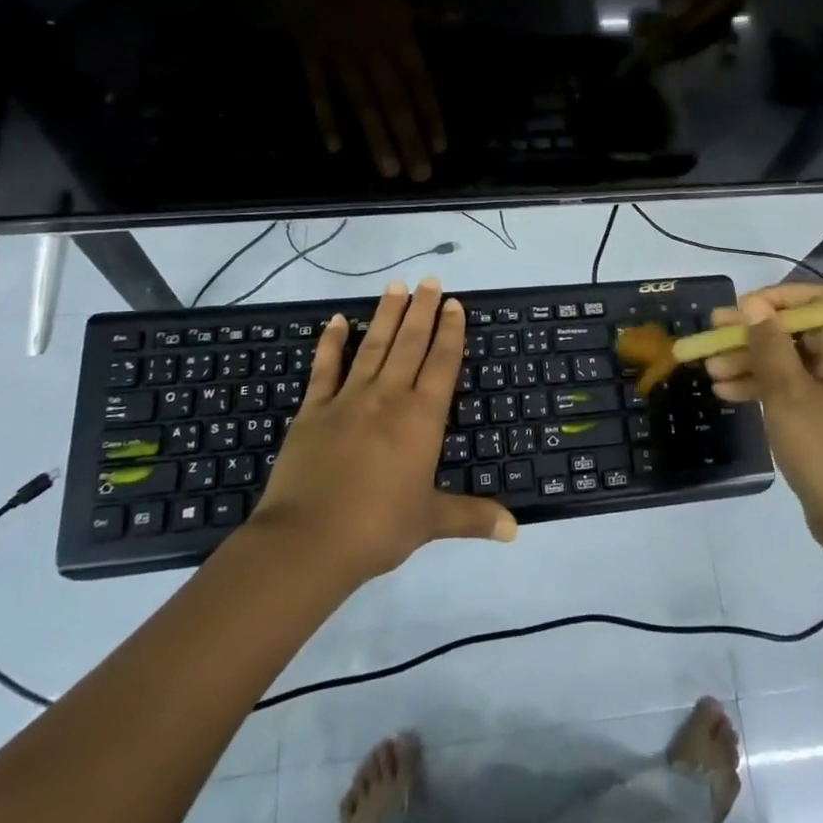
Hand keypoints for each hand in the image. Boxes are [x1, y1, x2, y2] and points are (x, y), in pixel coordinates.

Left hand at [249, 278, 515, 586]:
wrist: (307, 542)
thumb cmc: (377, 529)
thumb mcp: (430, 522)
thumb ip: (473, 517)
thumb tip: (515, 529)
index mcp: (421, 418)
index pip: (442, 363)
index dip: (450, 331)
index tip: (455, 303)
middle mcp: (388, 398)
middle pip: (410, 343)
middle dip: (423, 310)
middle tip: (431, 280)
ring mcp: (348, 400)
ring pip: (374, 346)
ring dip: (387, 315)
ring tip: (397, 286)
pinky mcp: (313, 410)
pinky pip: (325, 368)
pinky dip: (332, 342)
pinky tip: (339, 320)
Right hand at [272, 0, 447, 181]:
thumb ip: (426, 12)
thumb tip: (458, 17)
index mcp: (398, 34)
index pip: (420, 83)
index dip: (431, 115)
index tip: (441, 147)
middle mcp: (374, 50)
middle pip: (395, 101)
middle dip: (409, 139)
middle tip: (420, 175)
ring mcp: (340, 55)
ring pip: (362, 103)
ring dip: (376, 138)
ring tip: (388, 170)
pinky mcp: (309, 55)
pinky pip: (318, 91)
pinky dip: (326, 118)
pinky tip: (335, 147)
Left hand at [628, 0, 751, 66]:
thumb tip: (679, 18)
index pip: (722, 2)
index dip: (697, 22)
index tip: (671, 33)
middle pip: (720, 19)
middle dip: (690, 38)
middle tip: (657, 48)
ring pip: (708, 22)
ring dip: (683, 38)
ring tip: (652, 43)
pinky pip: (696, 14)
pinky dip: (676, 28)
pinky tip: (651, 30)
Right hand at [705, 284, 822, 550]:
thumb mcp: (788, 394)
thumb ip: (770, 345)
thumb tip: (755, 305)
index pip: (820, 300)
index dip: (780, 297)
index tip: (743, 307)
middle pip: (797, 331)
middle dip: (753, 332)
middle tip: (712, 333)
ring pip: (788, 361)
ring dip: (749, 361)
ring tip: (710, 369)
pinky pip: (791, 389)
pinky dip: (761, 387)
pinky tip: (726, 393)